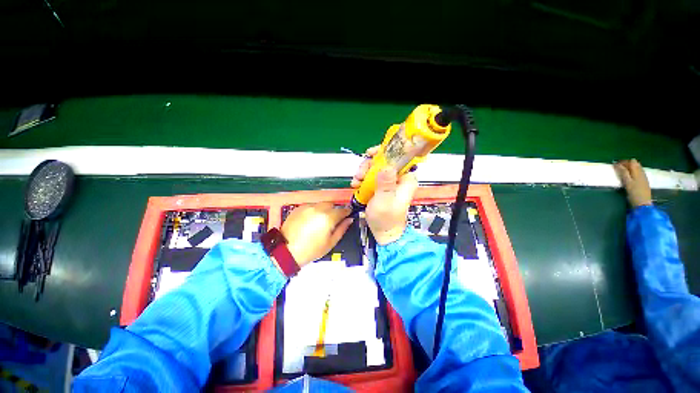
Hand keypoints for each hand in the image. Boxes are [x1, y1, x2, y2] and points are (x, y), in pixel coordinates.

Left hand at [281, 202, 353, 266]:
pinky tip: (311, 220)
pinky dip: (314, 210)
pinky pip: (311, 206)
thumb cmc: (311, 250)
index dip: (347, 211)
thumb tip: (349, 220)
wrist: (287, 251)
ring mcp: (307, 207)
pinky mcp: (298, 208)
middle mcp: (318, 209)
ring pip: (321, 204)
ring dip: (324, 209)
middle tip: (333, 220)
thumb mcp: (331, 242)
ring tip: (320, 221)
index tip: (348, 213)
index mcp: (328, 217)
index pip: (342, 210)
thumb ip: (342, 229)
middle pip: (331, 204)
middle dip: (335, 210)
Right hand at [351, 146, 418, 244]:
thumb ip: (385, 185)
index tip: (370, 154)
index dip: (384, 152)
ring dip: (363, 172)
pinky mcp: (381, 186)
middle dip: (369, 165)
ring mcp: (389, 182)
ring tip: (356, 182)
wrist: (383, 232)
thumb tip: (386, 166)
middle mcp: (398, 178)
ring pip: (375, 167)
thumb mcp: (384, 202)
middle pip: (384, 161)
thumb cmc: (386, 219)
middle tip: (360, 175)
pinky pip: (371, 176)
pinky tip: (356, 185)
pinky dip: (362, 178)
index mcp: (406, 179)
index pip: (398, 157)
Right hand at [614, 159, 652, 207]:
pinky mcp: (644, 181)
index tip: (615, 165)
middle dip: (627, 164)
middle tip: (618, 168)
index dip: (623, 162)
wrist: (643, 204)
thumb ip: (623, 173)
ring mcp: (644, 177)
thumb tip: (617, 164)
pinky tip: (630, 176)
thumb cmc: (634, 193)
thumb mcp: (627, 183)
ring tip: (623, 172)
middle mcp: (642, 172)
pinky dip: (634, 172)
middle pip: (635, 164)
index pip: (631, 161)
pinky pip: (639, 172)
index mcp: (637, 171)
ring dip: (630, 168)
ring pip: (637, 168)